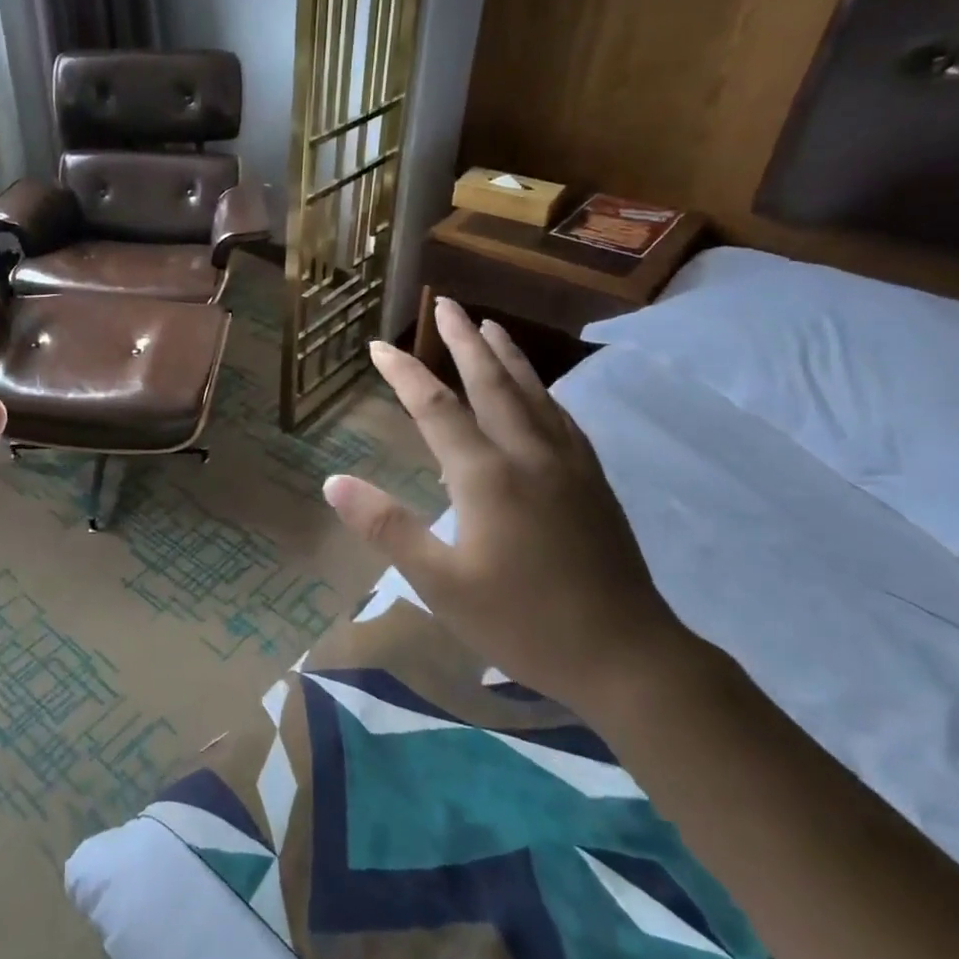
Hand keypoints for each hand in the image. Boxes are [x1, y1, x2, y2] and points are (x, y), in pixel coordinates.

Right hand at [324, 298, 694, 712]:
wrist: (625, 655)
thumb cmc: (521, 621)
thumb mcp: (440, 582)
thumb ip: (386, 527)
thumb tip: (333, 482)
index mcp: (486, 475)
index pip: (436, 408)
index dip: (404, 373)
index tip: (378, 345)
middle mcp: (527, 454)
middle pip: (491, 382)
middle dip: (463, 341)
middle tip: (446, 303)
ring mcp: (567, 464)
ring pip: (532, 393)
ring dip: (506, 355)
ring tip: (489, 325)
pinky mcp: (592, 481)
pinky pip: (560, 417)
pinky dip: (540, 391)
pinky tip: (538, 392)